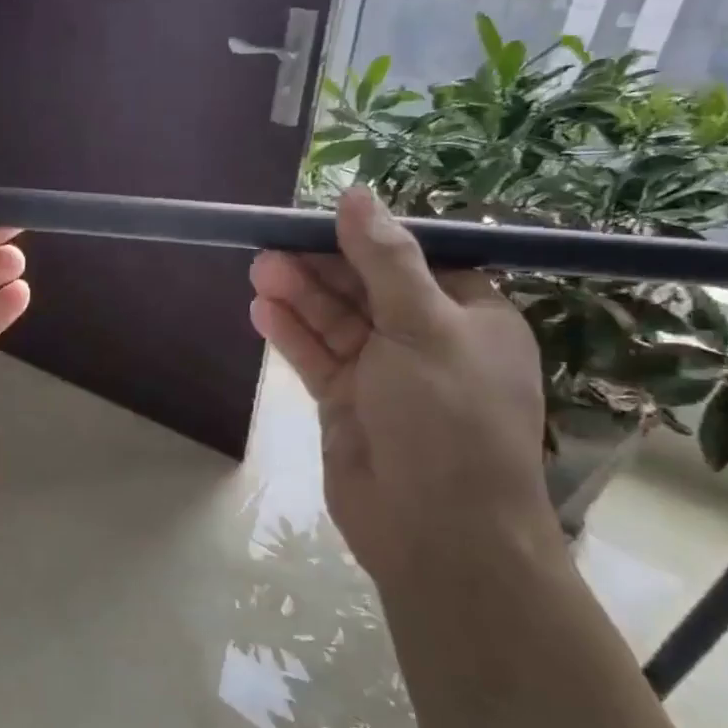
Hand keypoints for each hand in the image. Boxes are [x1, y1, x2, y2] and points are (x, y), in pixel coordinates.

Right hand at [248, 188, 555, 581]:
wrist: (437, 531)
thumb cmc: (447, 417)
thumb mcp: (424, 326)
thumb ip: (385, 261)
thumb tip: (359, 195)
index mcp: (468, 318)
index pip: (414, 261)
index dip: (368, 239)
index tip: (320, 219)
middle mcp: (427, 341)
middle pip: (366, 289)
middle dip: (321, 267)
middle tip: (272, 245)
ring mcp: (384, 375)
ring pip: (336, 323)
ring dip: (300, 296)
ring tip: (259, 269)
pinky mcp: (347, 404)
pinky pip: (317, 358)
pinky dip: (292, 335)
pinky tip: (262, 311)